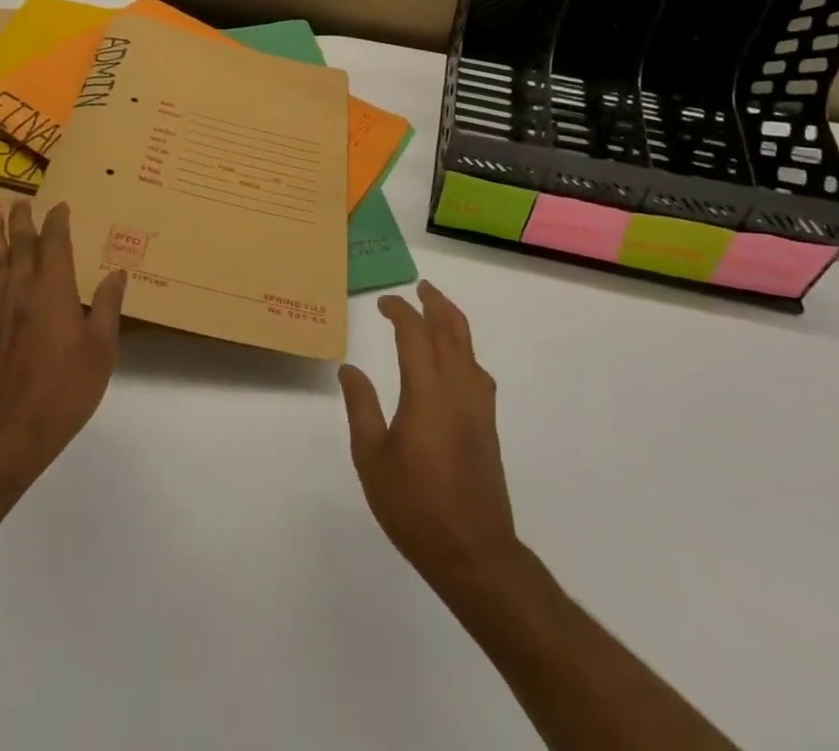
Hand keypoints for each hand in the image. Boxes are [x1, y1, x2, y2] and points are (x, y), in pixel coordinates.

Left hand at [0, 201, 125, 502]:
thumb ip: (106, 307)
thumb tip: (117, 274)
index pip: (54, 242)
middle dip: (21, 220)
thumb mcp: (101, 349)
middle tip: (22, 202)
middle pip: (18, 244)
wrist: (7, 432)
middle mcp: (21, 289)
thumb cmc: (64, 389)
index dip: (57, 221)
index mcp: (54, 288)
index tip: (61, 207)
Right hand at [340, 281, 519, 593]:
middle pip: (451, 330)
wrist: (474, 552)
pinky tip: (455, 359)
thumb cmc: (415, 506)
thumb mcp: (372, 459)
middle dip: (434, 303)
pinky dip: (464, 349)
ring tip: (436, 310)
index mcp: (427, 392)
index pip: (415, 334)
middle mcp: (458, 388)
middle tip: (420, 287)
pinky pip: (477, 369)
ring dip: (452, 321)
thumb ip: (361, 408)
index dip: (400, 311)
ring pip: (469, 347)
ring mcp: (478, 406)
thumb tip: (350, 368)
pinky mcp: (488, 424)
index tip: (384, 302)